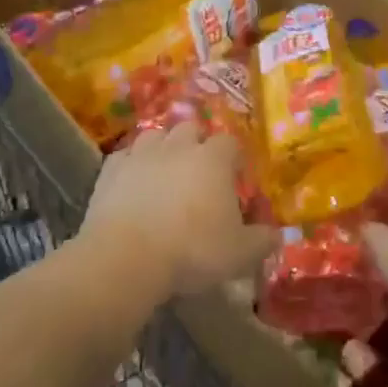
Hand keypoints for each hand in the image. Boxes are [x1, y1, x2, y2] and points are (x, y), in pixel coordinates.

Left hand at [80, 122, 274, 298]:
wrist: (126, 258)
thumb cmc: (192, 250)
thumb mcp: (239, 253)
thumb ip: (262, 241)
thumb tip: (277, 235)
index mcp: (213, 159)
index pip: (229, 142)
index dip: (233, 157)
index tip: (234, 178)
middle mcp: (178, 146)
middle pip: (191, 129)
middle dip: (196, 144)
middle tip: (198, 173)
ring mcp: (141, 154)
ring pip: (155, 136)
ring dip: (162, 149)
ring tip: (164, 173)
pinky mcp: (110, 170)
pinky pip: (124, 156)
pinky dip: (131, 165)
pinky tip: (132, 183)